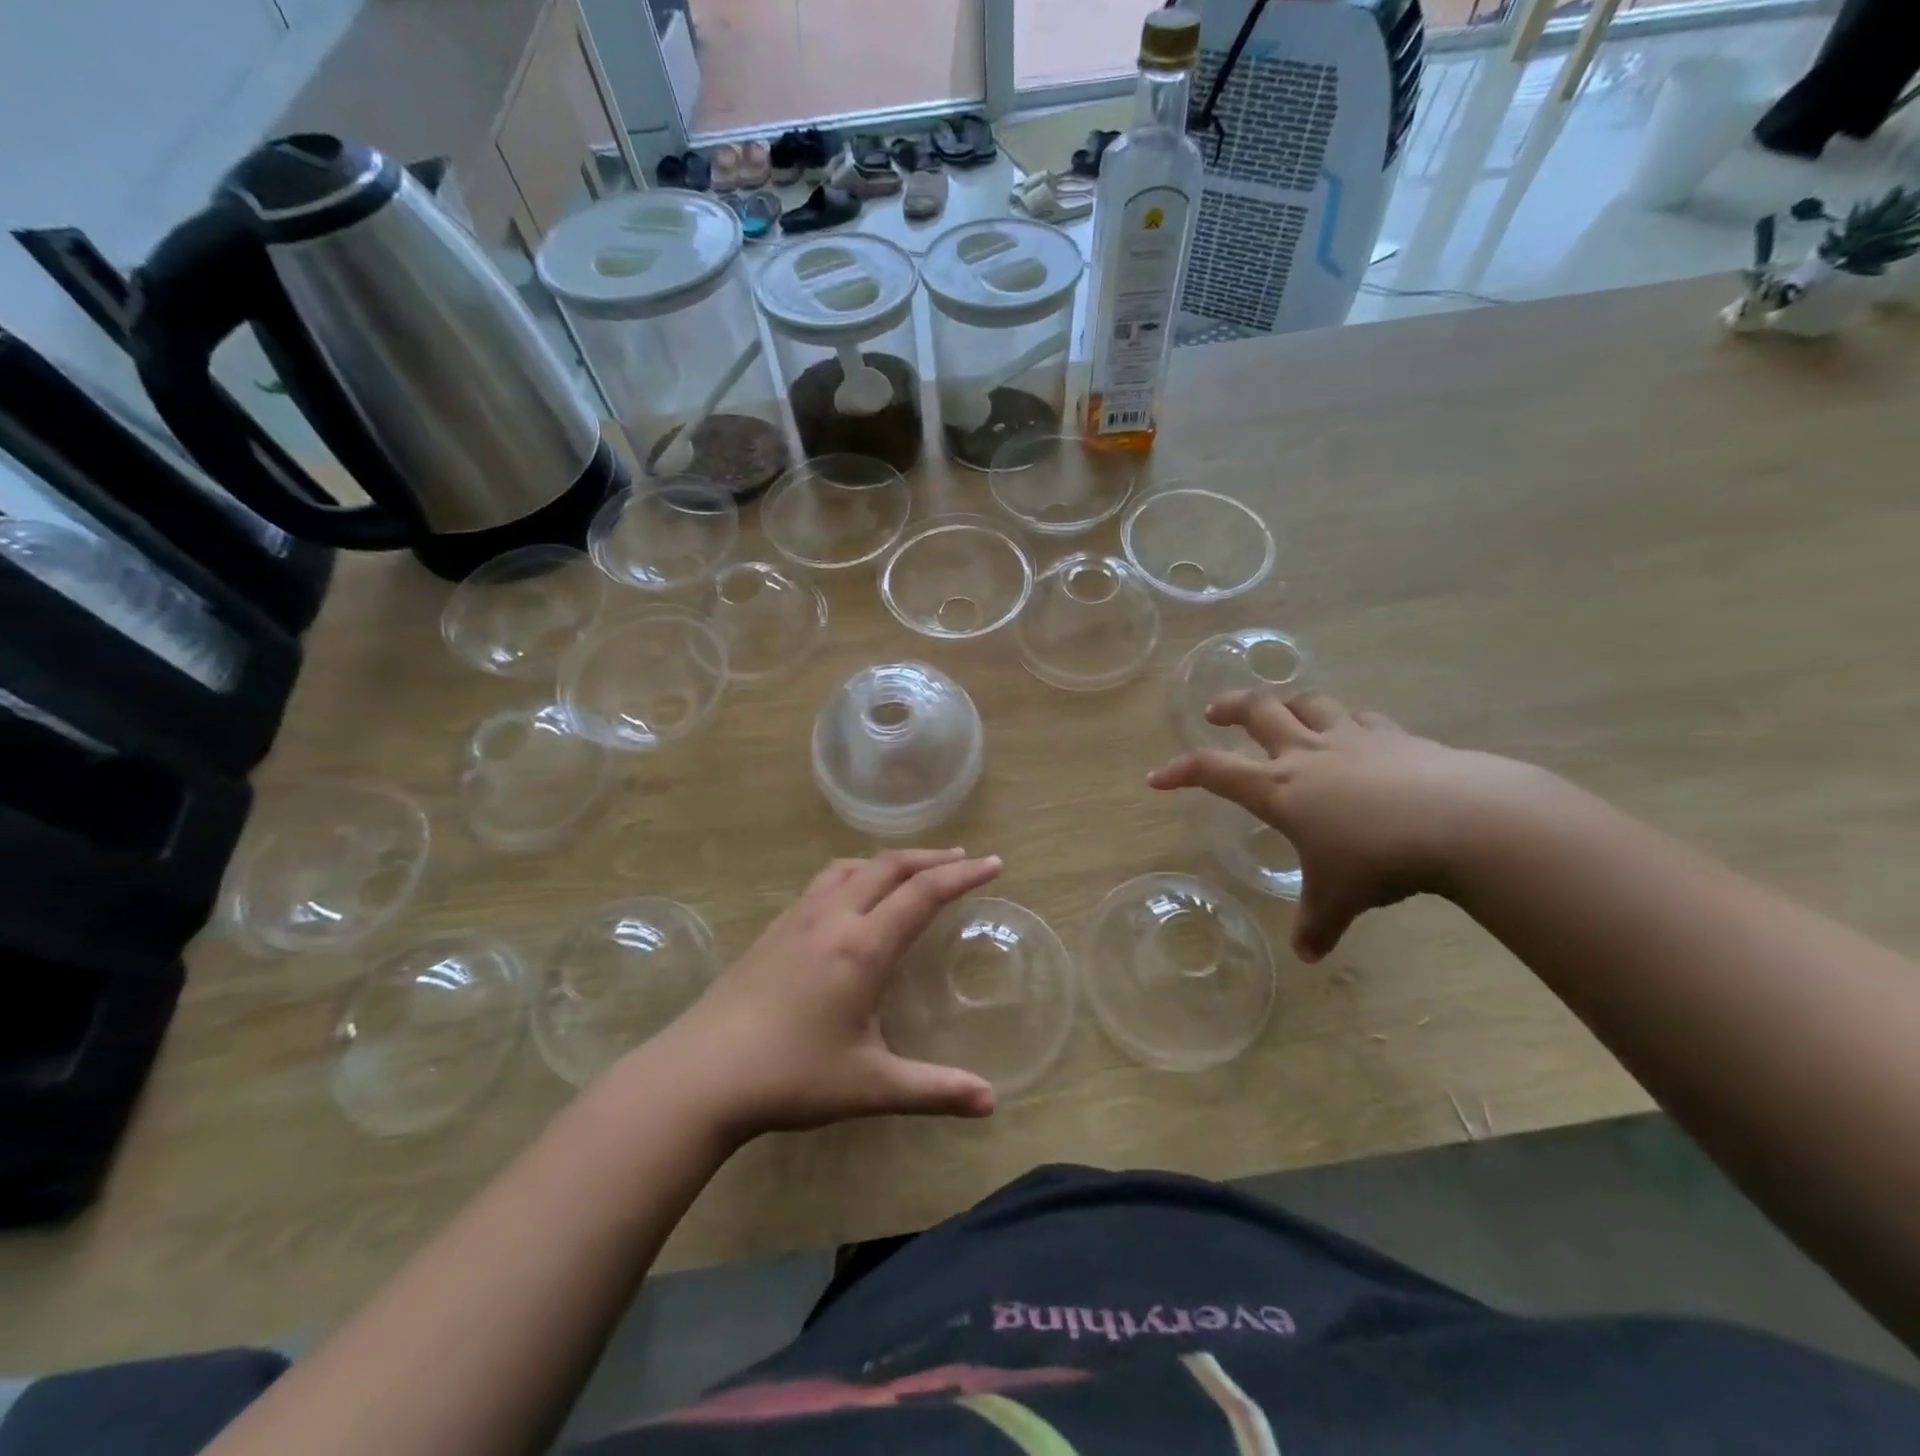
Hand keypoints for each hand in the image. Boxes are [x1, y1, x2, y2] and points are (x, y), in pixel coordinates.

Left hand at [665, 849, 1002, 1140]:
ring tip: (913, 870)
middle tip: (964, 859)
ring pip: (852, 866)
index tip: (994, 863)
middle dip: (932, 858)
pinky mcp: (774, 928)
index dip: (962, 875)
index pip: (923, 893)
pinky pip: (825, 880)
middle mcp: (833, 917)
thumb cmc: (791, 1076)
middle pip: (890, 866)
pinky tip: (854, 895)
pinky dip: (856, 872)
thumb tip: (990, 1101)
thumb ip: (933, 1090)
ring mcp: (798, 918)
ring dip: (890, 861)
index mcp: (862, 946)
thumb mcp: (870, 1087)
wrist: (700, 1074)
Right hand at [1149, 692, 1538, 961]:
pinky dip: (1350, 722)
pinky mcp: (1397, 737)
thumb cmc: (1380, 859)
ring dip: (1289, 703)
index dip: (1180, 771)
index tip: (1157, 778)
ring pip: (1310, 703)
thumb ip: (1318, 923)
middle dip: (1230, 706)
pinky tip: (1356, 733)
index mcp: (1280, 789)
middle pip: (1258, 711)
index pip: (1214, 771)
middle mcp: (1308, 754)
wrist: (1465, 821)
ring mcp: (1354, 739)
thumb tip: (1308, 956)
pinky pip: (1363, 719)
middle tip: (1214, 711)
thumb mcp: (1340, 898)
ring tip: (1283, 711)